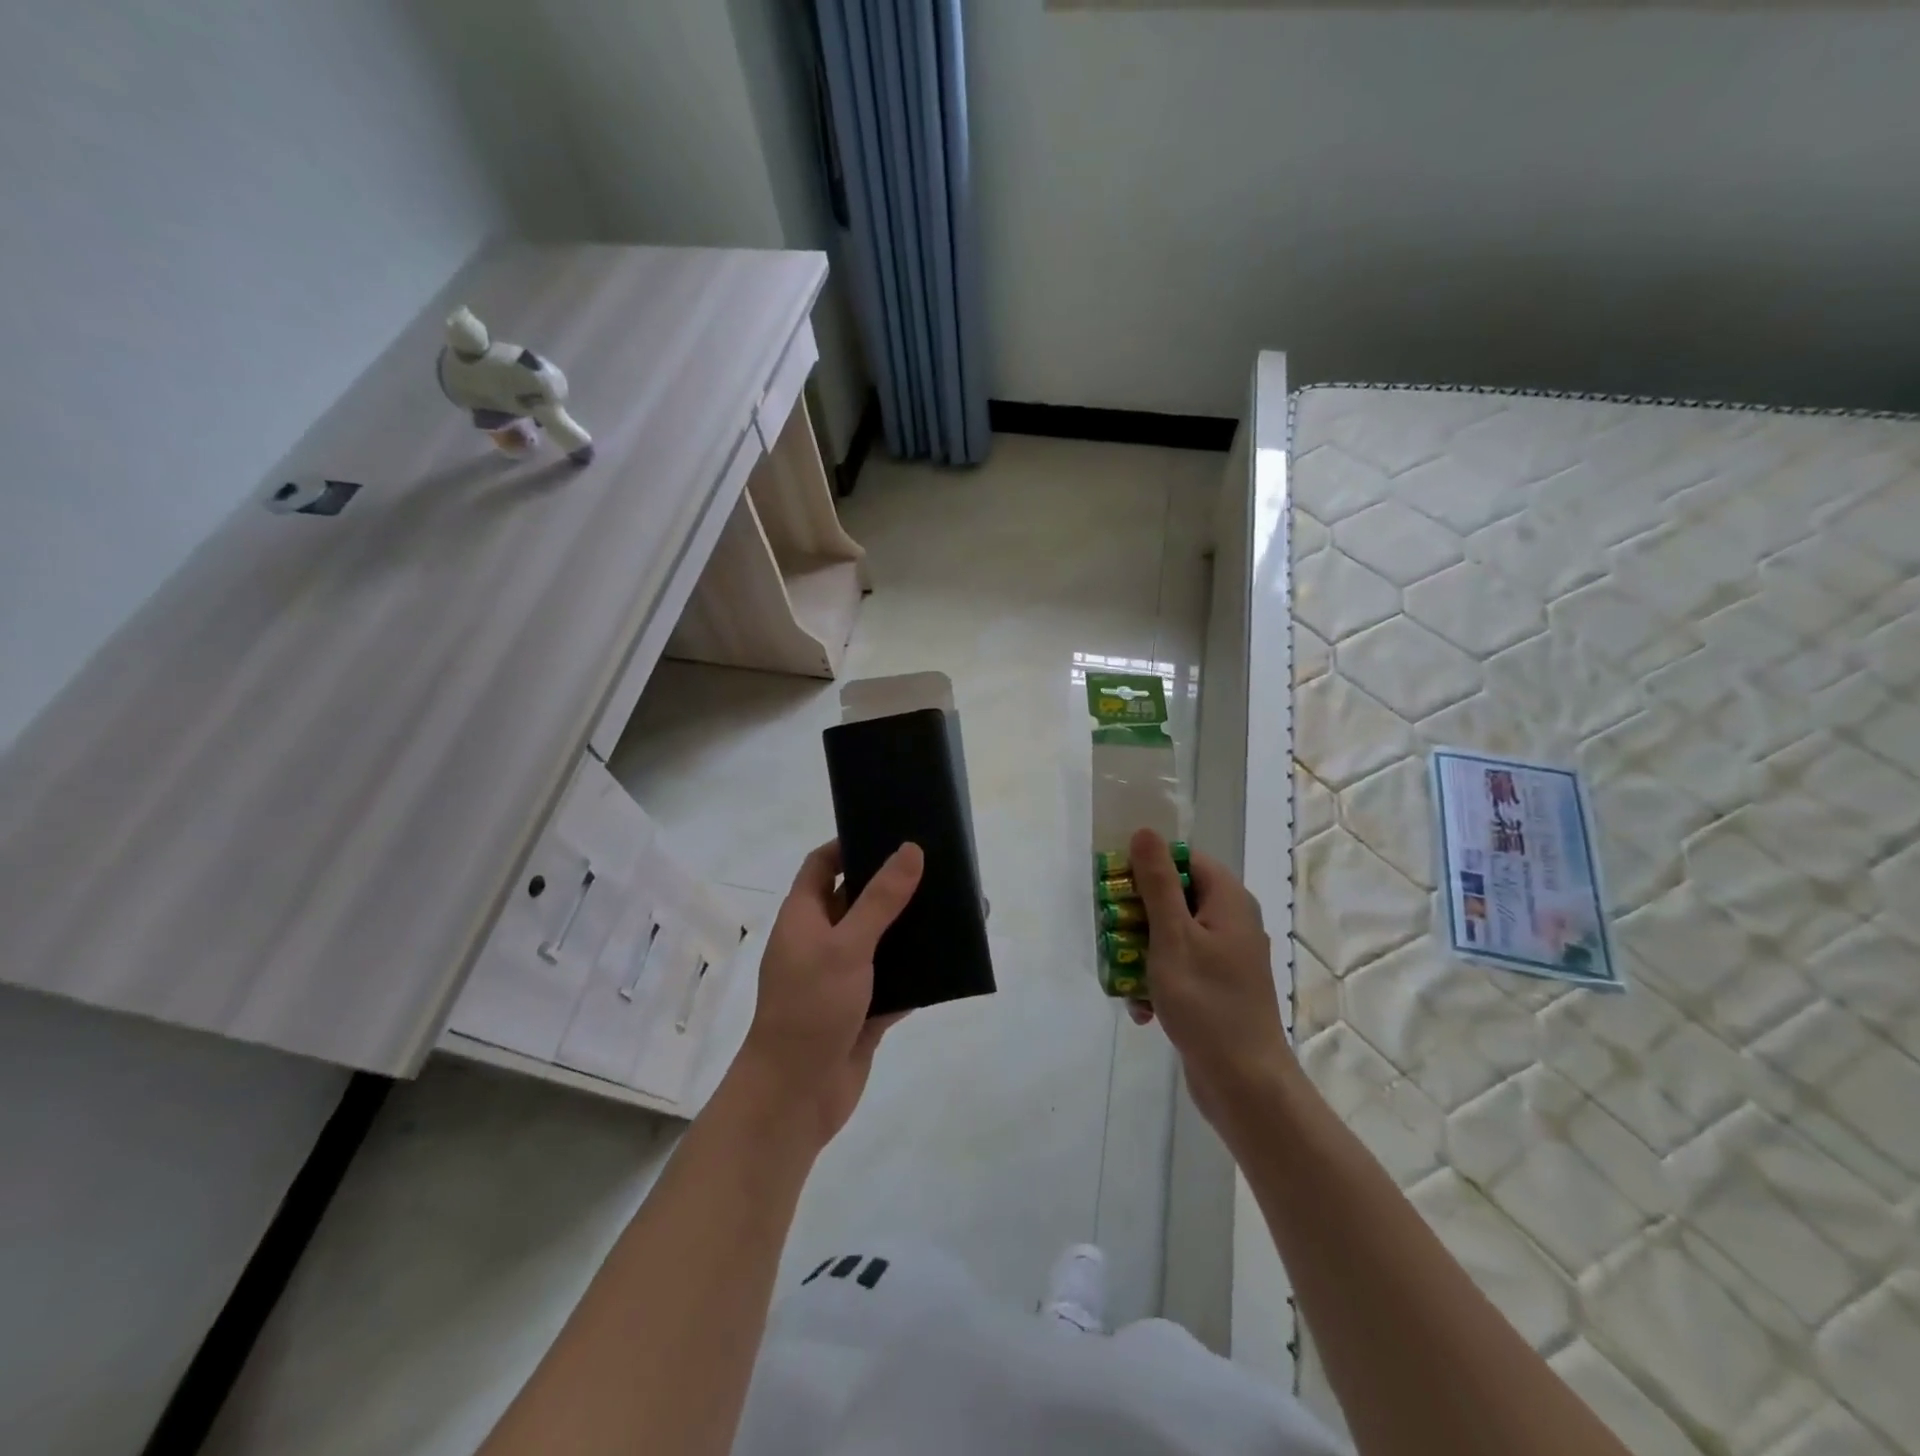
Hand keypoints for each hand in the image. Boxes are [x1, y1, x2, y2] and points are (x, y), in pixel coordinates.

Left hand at [731, 839, 923, 1146]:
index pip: (823, 864)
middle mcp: (822, 941)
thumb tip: (911, 849)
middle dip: (893, 884)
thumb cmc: (810, 1008)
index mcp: (805, 916)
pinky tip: (953, 957)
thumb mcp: (846, 946)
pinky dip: (919, 971)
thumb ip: (881, 899)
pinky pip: (897, 980)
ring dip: (911, 928)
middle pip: (858, 899)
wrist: (795, 1097)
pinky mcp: (864, 1009)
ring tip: (954, 905)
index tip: (891, 830)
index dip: (850, 843)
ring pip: (882, 940)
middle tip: (937, 864)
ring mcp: (843, 977)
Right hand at [1125, 828, 1293, 1130]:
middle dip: (1138, 917)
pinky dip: (1157, 982)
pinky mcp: (1216, 988)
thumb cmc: (1206, 1002)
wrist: (1245, 1084)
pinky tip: (1142, 1009)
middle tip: (1111, 934)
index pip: (1185, 860)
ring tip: (1123, 978)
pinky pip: (1179, 968)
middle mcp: (1231, 922)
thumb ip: (1157, 883)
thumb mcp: (1173, 936)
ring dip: (1141, 954)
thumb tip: (1145, 832)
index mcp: (1228, 901)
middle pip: (1174, 897)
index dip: (1149, 866)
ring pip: (1171, 935)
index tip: (1116, 887)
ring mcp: (1225, 957)